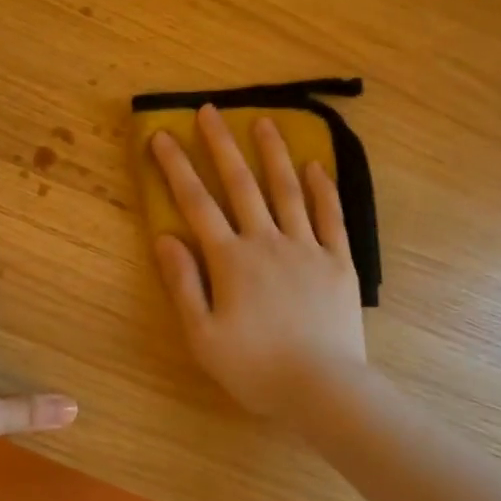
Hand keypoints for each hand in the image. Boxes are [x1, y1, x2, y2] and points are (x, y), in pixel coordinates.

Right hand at [149, 105, 366, 418]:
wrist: (322, 389)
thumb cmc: (255, 368)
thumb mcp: (202, 336)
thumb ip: (183, 284)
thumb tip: (165, 238)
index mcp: (231, 260)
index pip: (197, 204)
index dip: (176, 168)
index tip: (162, 136)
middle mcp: (267, 242)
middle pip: (241, 184)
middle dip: (222, 145)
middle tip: (211, 111)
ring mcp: (306, 248)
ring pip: (287, 190)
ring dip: (274, 153)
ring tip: (264, 121)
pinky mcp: (338, 261)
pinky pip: (330, 217)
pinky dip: (322, 189)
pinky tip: (316, 166)